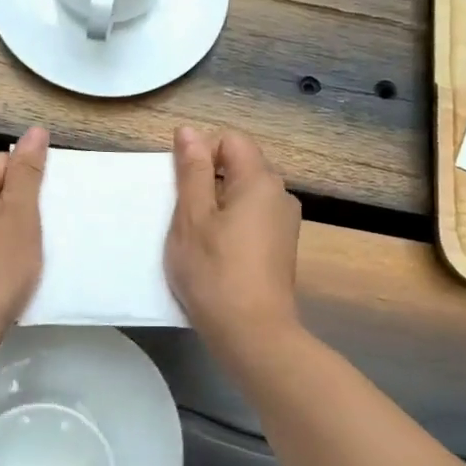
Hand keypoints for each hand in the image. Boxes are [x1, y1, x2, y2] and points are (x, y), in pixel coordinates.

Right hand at [165, 126, 302, 351]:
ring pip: (243, 196)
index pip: (231, 140)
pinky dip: (229, 227)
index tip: (181, 187)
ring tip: (195, 238)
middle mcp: (280, 195)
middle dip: (206, 181)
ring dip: (216, 207)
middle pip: (239, 166)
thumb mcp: (192, 217)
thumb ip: (192, 171)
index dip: (201, 153)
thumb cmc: (214, 272)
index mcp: (260, 180)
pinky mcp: (280, 249)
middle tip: (182, 215)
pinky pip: (251, 220)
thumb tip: (189, 131)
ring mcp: (284, 224)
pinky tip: (214, 255)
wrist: (252, 334)